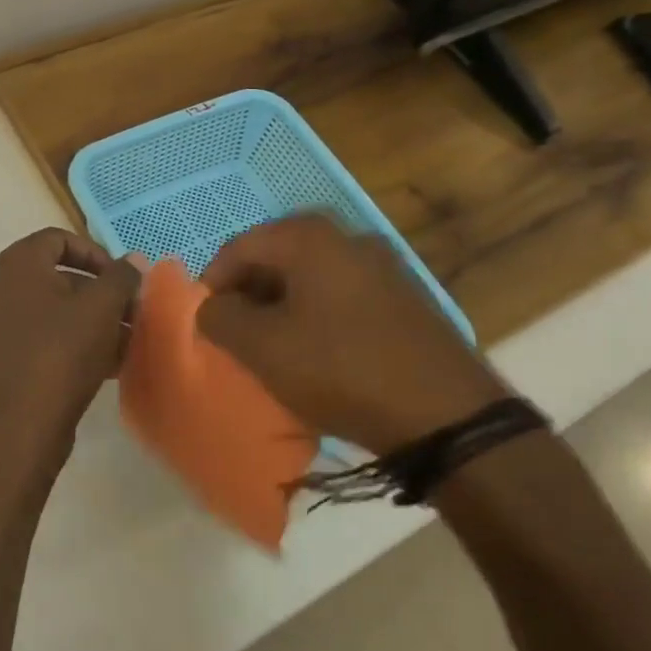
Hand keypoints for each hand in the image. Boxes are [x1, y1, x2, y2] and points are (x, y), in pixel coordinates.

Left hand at [0, 228, 139, 484]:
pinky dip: (82, 343)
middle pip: (62, 277)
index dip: (95, 252)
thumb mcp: (102, 308)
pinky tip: (115, 363)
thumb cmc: (61, 353)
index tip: (122, 277)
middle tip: (134, 310)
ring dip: (98, 320)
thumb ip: (121, 277)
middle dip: (103, 292)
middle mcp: (5, 290)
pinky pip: (52, 339)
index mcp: (19, 267)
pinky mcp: (12, 360)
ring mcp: (5, 327)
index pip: (58, 239)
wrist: (22, 427)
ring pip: (60, 312)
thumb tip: (133, 259)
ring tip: (132, 339)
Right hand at [197, 214, 509, 455]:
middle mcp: (348, 237)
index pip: (240, 246)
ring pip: (311, 276)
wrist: (446, 413)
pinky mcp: (404, 296)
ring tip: (271, 346)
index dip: (213, 282)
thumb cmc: (341, 369)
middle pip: (277, 256)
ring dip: (282, 304)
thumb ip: (221, 319)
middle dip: (248, 293)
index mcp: (310, 237)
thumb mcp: (263, 348)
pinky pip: (342, 294)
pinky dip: (316, 314)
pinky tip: (316, 351)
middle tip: (234, 333)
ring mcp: (383, 265)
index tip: (205, 321)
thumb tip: (210, 306)